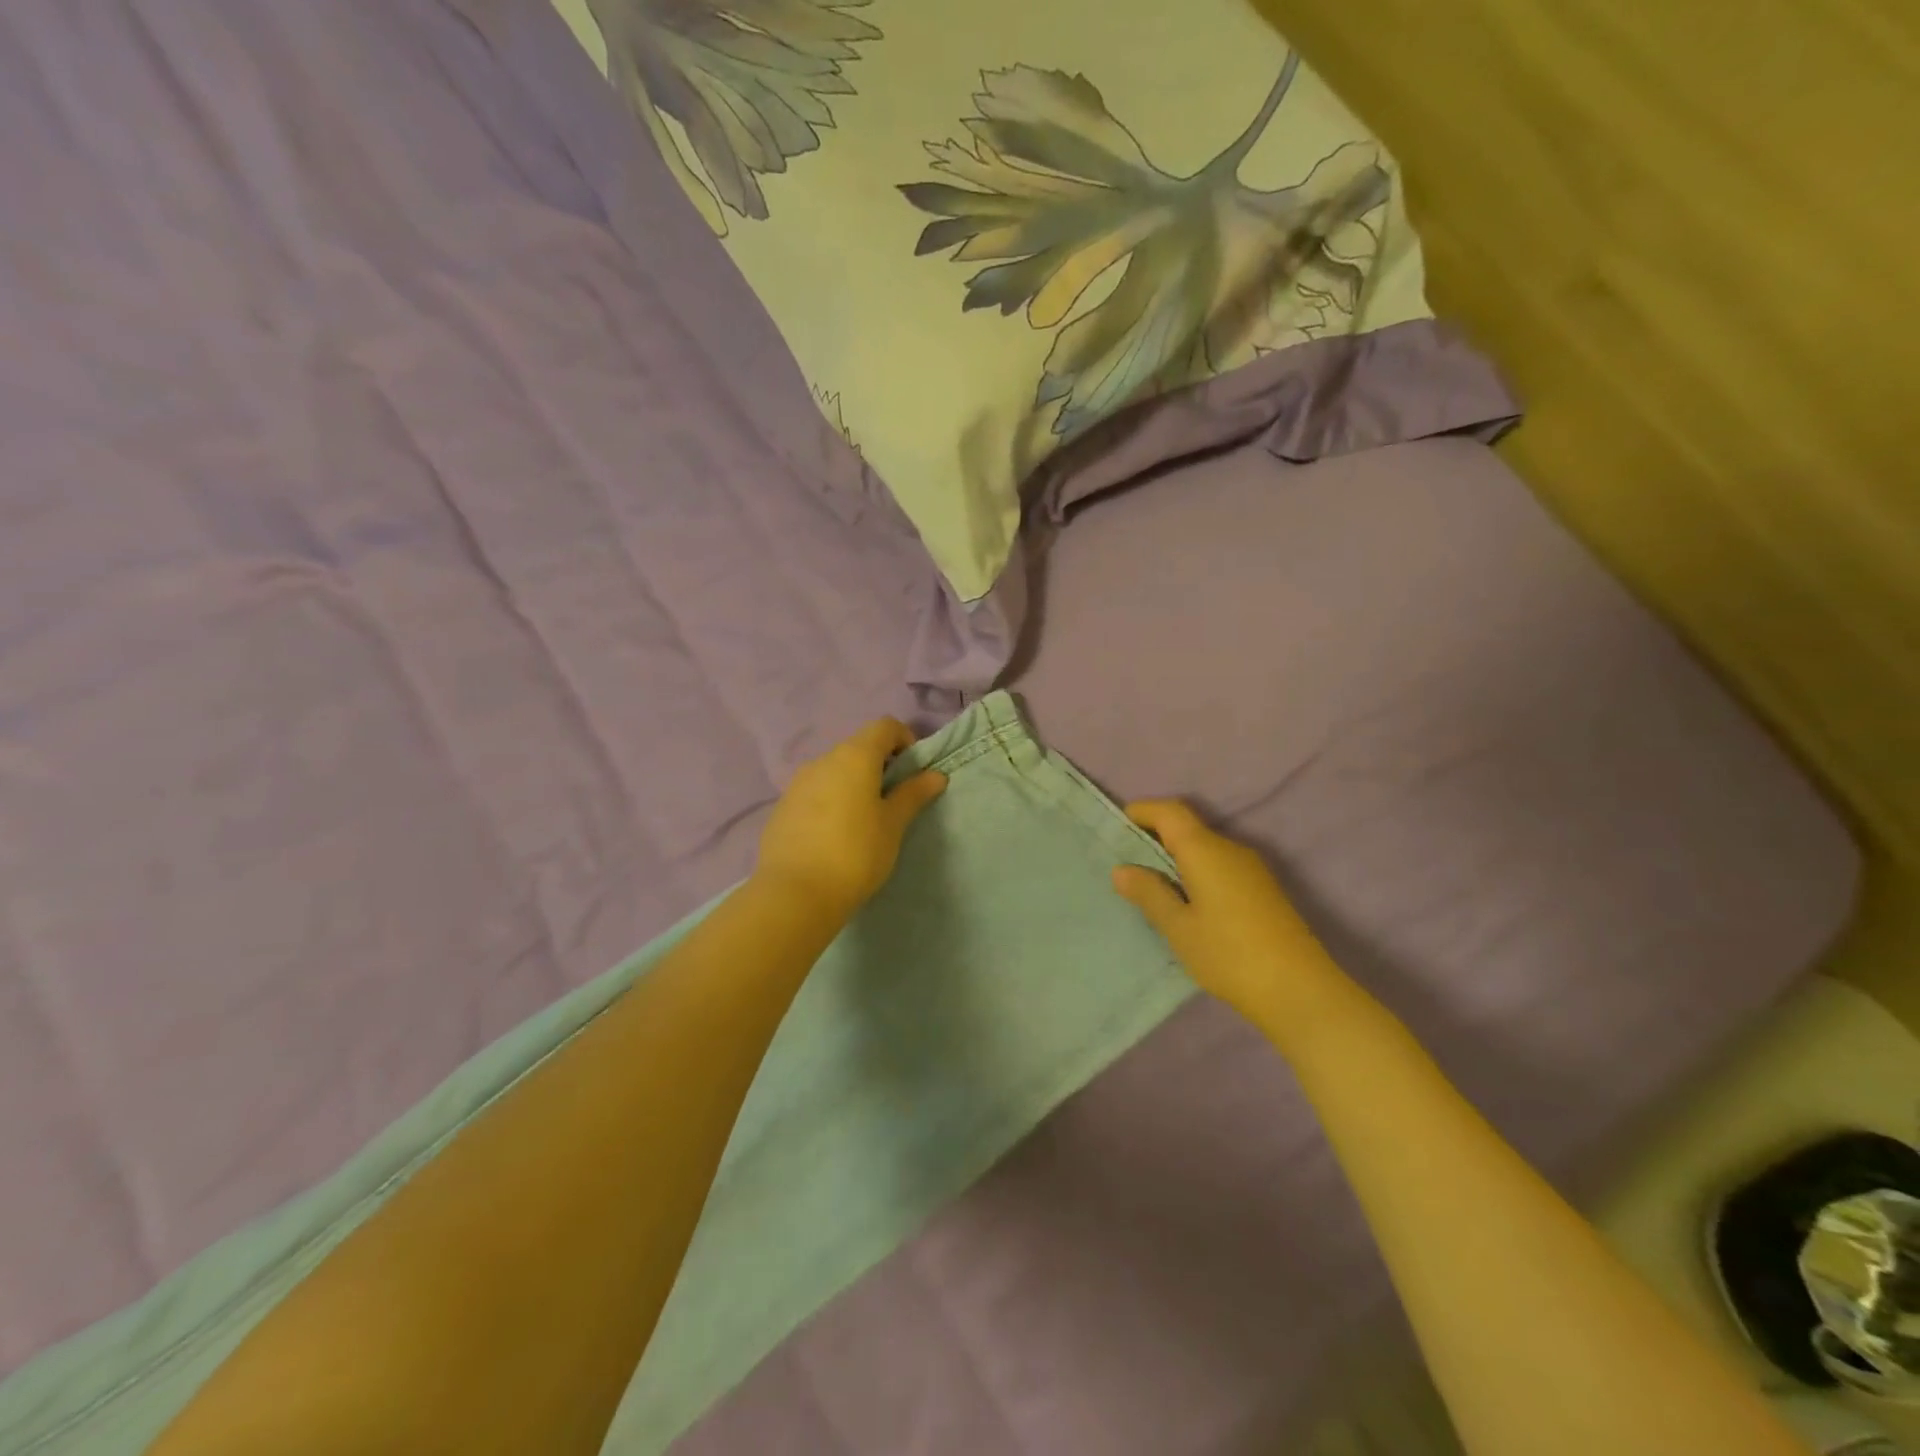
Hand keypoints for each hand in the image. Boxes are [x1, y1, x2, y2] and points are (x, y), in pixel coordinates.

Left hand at [755, 719, 946, 920]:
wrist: (794, 894)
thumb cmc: (855, 854)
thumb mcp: (893, 825)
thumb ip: (913, 794)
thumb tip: (935, 775)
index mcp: (854, 756)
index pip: (885, 726)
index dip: (904, 740)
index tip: (913, 773)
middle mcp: (823, 760)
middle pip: (858, 747)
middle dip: (880, 766)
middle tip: (893, 802)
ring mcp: (798, 783)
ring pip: (834, 771)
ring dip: (853, 784)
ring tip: (864, 822)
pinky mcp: (782, 807)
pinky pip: (814, 792)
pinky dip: (831, 801)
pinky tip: (834, 836)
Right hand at [1112, 800, 1343, 1028]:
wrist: (1300, 991)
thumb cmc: (1229, 954)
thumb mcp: (1179, 928)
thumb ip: (1149, 894)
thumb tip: (1122, 869)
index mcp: (1205, 850)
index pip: (1170, 811)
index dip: (1142, 812)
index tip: (1116, 829)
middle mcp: (1230, 849)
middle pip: (1187, 828)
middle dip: (1154, 837)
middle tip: (1125, 863)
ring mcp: (1251, 869)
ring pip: (1204, 849)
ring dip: (1175, 858)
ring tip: (1149, 887)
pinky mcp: (1262, 890)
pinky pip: (1219, 867)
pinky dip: (1195, 873)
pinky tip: (1185, 904)